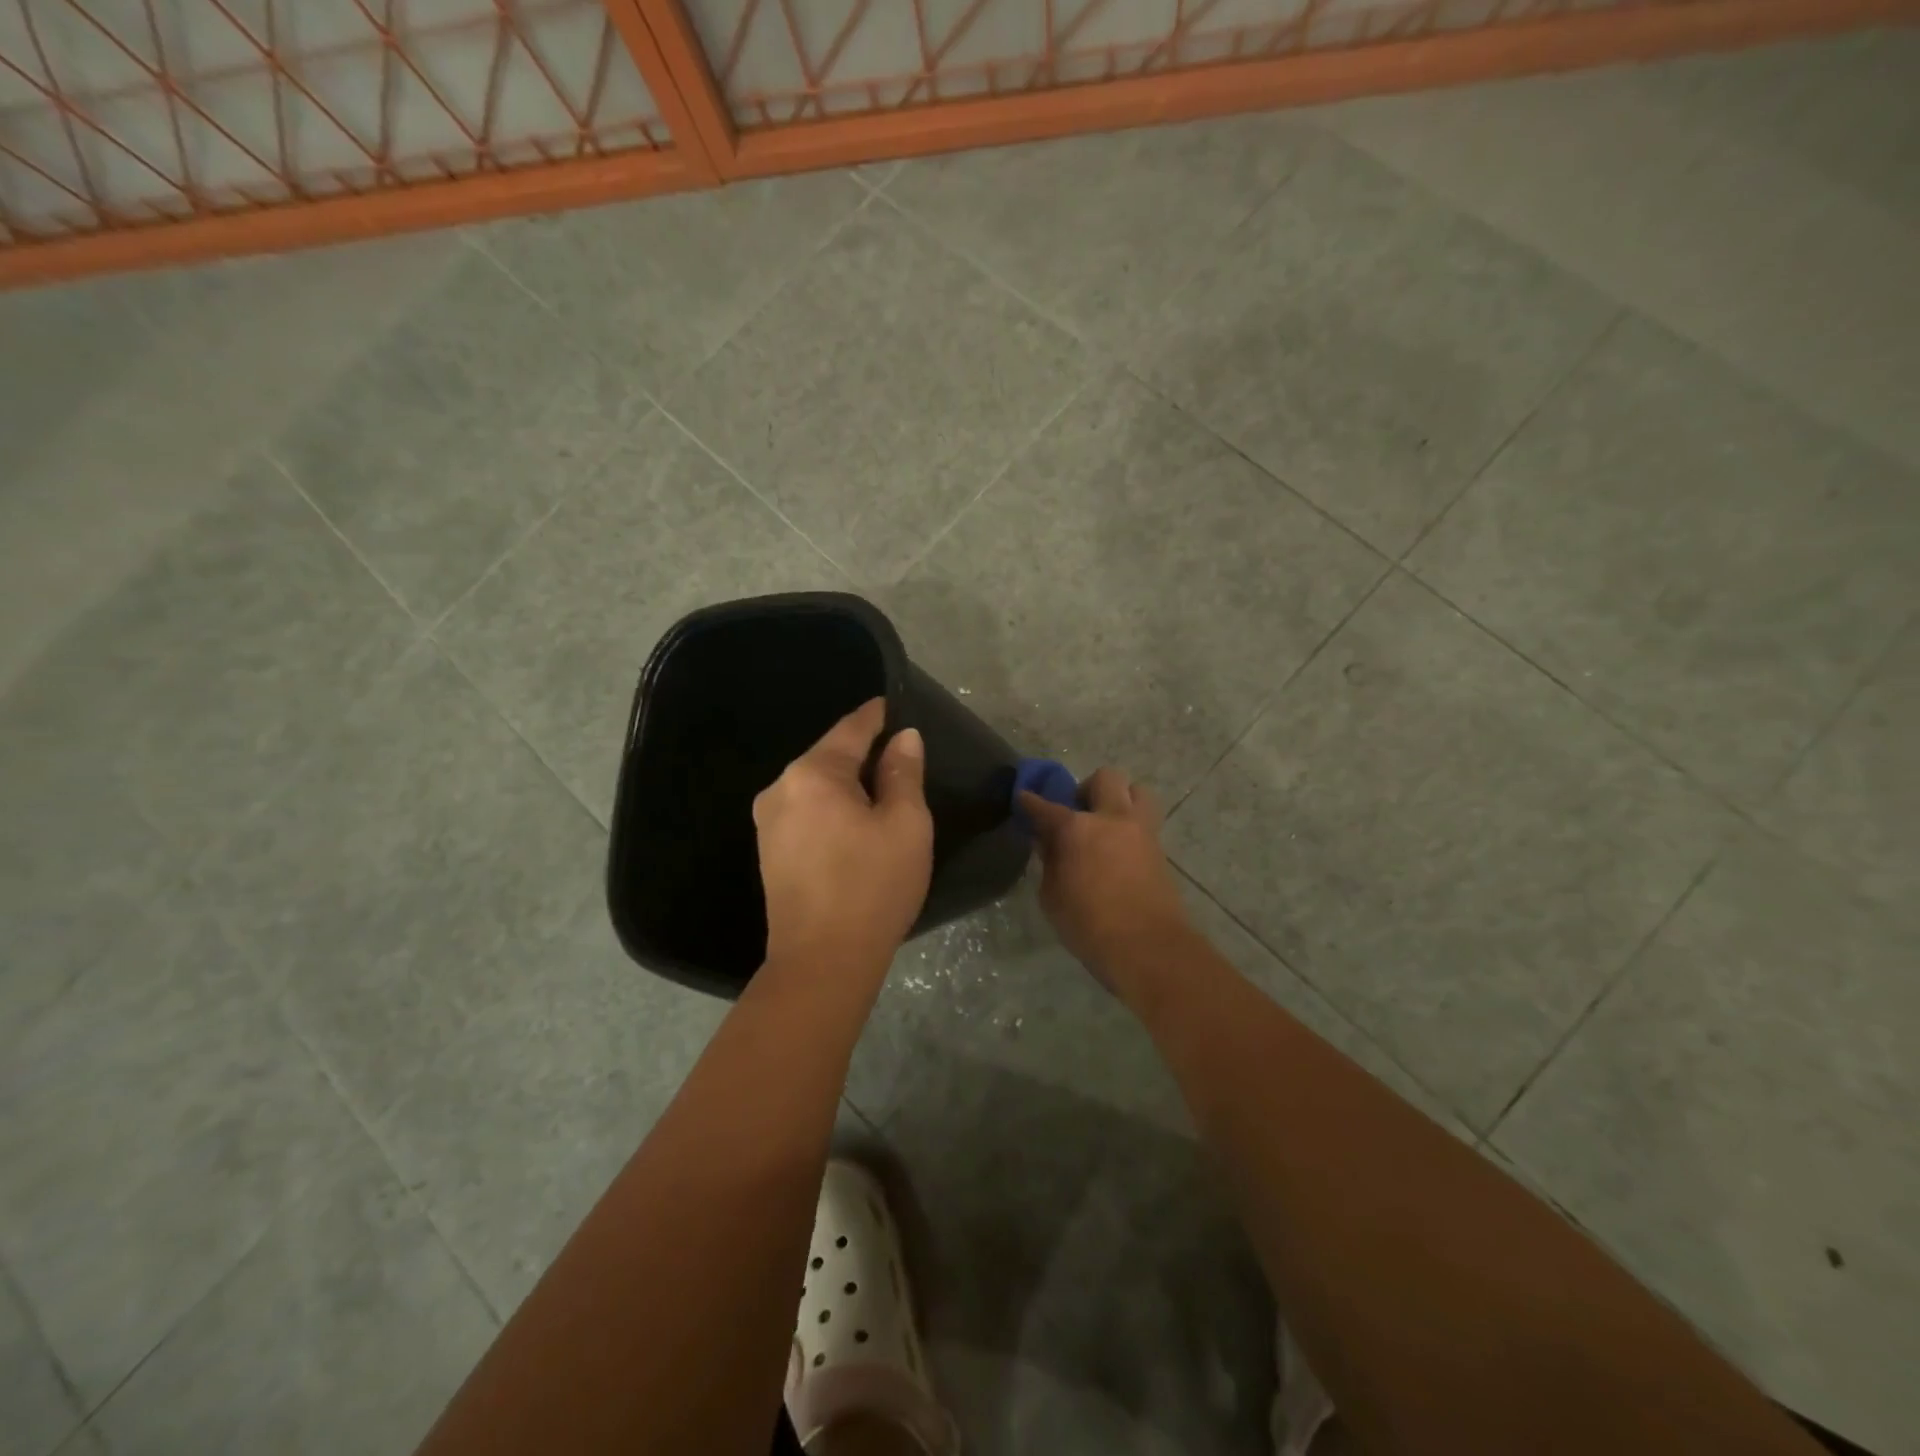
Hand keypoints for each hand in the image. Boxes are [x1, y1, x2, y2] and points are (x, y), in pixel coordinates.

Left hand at [754, 698, 932, 978]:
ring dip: (848, 784)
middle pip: (829, 756)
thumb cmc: (872, 886)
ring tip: (883, 791)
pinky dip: (832, 809)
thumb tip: (903, 738)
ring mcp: (768, 822)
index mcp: (812, 774)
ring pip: (816, 786)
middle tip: (901, 757)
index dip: (877, 715)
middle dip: (863, 753)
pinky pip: (806, 812)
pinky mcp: (769, 851)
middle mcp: (780, 788)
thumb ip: (903, 773)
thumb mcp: (905, 824)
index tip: (896, 706)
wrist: (821, 962)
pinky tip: (854, 824)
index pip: (851, 729)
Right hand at [1019, 767, 1194, 999]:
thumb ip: (1050, 863)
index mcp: (1077, 829)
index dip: (1030, 802)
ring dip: (1121, 799)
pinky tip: (1119, 851)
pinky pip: (1146, 822)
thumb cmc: (1089, 925)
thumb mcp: (1052, 897)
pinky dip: (1132, 827)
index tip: (1023, 798)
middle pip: (1105, 778)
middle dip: (1088, 788)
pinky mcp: (1160, 850)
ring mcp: (1141, 831)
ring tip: (1107, 824)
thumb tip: (1048, 843)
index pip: (1046, 807)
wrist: (1147, 947)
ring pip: (1137, 792)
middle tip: (1079, 811)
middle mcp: (1112, 818)